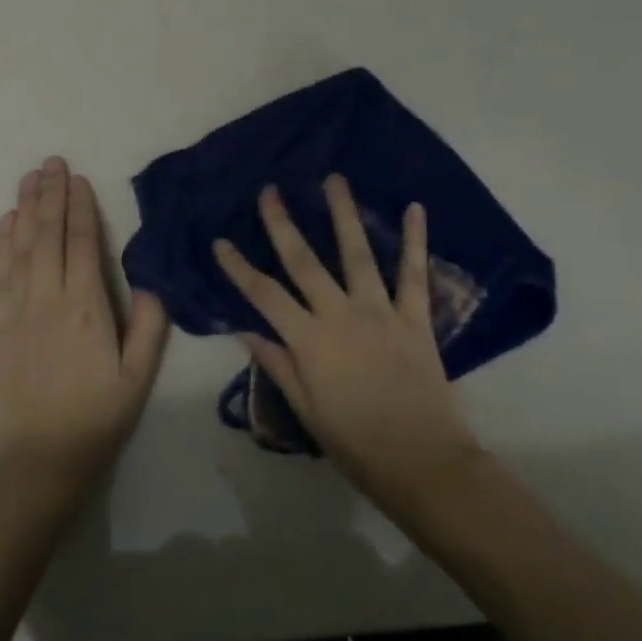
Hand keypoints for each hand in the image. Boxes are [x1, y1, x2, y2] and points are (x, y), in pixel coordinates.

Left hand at [0, 157, 167, 501]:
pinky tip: (7, 222)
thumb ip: (150, 324)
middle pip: (49, 235)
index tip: (77, 178)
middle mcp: (49, 299)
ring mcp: (18, 310)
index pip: (83, 244)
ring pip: (22, 248)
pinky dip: (3, 243)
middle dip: (50, 195)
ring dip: (26, 209)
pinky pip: (1, 273)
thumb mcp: (139, 377)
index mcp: (88, 307)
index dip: (80, 208)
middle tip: (51, 161)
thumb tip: (154, 278)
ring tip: (29, 177)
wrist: (38, 462)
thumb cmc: (97, 419)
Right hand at [213, 176, 484, 517]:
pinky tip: (413, 208)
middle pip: (304, 262)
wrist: (420, 460)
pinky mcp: (415, 317)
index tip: (221, 240)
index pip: (264, 295)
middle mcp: (340, 315)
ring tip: (333, 180)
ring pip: (357, 254)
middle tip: (270, 191)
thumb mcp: (307, 410)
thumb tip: (247, 331)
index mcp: (309, 341)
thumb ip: (279, 366)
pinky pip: (414, 273)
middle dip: (283, 225)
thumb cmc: (355, 442)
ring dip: (344, 214)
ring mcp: (380, 312)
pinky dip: (415, 240)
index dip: (239, 267)